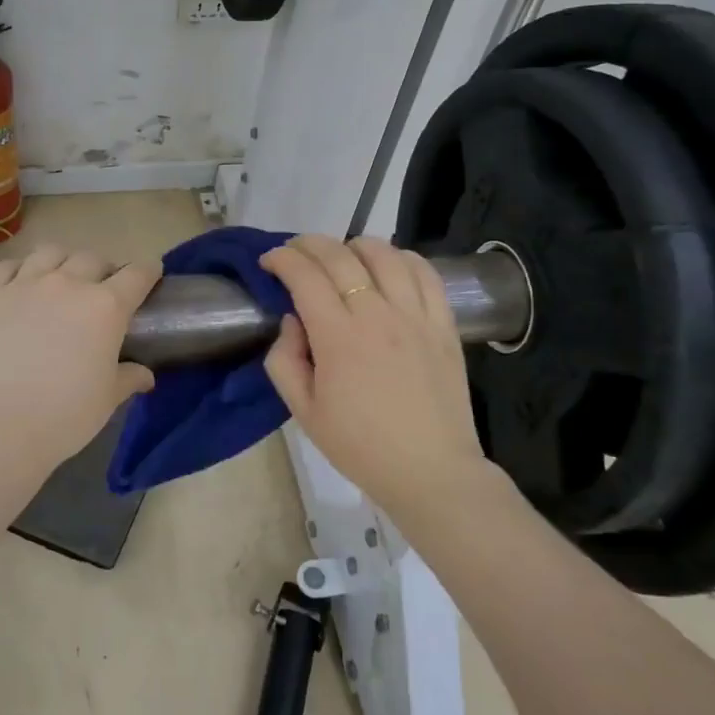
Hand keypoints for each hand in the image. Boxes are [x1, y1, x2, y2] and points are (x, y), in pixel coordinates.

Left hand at [0, 245, 160, 478]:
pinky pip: (7, 266)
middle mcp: (68, 284)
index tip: (151, 274)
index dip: (148, 272)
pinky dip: (19, 269)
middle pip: (92, 258)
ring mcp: (25, 284)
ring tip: (60, 279)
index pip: (137, 274)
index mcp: (106, 307)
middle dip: (103, 270)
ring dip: (63, 261)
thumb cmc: (64, 416)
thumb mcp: (106, 400)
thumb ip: (128, 378)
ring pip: (50, 252)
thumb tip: (145, 376)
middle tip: (101, 290)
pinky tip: (20, 284)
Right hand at [260, 235, 486, 515]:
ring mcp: (415, 316)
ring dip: (355, 244)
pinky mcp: (444, 324)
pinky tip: (389, 265)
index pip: (305, 276)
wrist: (429, 471)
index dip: (282, 259)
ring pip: (385, 254)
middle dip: (309, 244)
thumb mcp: (303, 412)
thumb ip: (285, 360)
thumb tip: (292, 320)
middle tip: (295, 252)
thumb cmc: (359, 446)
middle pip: (340, 256)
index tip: (270, 261)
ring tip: (342, 254)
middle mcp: (377, 315)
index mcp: (338, 338)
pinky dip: (403, 258)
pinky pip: (425, 273)